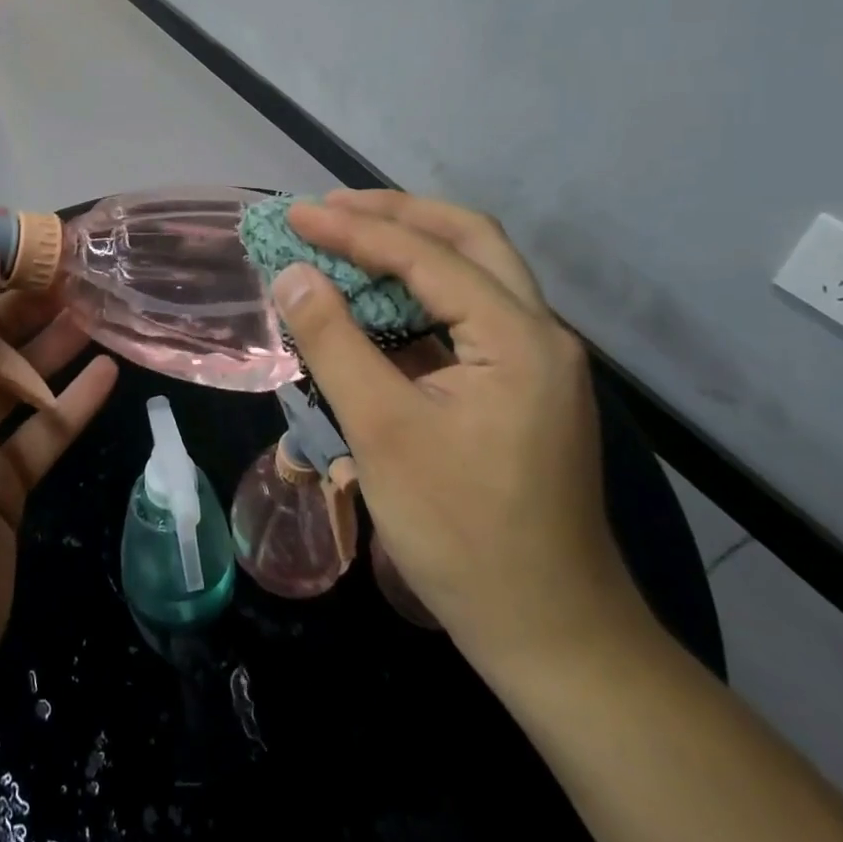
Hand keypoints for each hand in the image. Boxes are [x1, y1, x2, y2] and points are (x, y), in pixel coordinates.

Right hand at [272, 191, 652, 672]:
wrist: (551, 633)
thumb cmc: (463, 534)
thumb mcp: (383, 432)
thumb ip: (333, 342)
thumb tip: (292, 273)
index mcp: (517, 337)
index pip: (427, 255)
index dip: (355, 229)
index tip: (296, 215)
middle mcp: (539, 334)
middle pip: (469, 240)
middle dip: (397, 214)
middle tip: (332, 208)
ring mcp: (535, 361)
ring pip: (474, 274)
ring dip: (411, 249)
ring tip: (347, 239)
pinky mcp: (521, 388)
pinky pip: (468, 317)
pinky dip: (419, 296)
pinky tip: (377, 305)